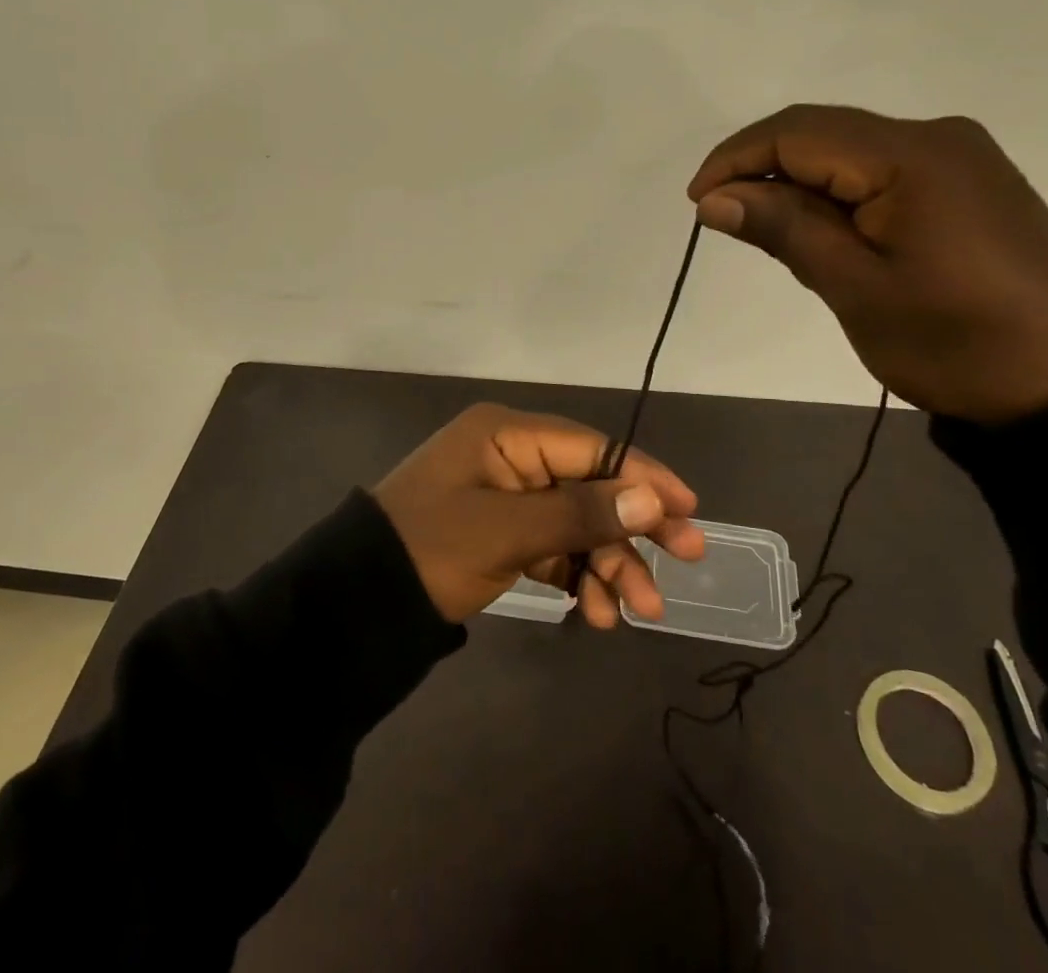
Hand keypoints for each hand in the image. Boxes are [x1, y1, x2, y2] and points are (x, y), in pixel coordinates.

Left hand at [372, 404, 704, 624]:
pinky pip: (554, 548)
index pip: (593, 447)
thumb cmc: (431, 549)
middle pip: (591, 485)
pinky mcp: (503, 534)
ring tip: (635, 611)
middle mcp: (513, 457)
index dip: (643, 476)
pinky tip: (597, 612)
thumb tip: (650, 499)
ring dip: (609, 563)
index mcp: (509, 435)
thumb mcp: (506, 531)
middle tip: (685, 558)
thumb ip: (579, 514)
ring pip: (577, 523)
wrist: (359, 602)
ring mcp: (508, 497)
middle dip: (633, 526)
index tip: (689, 508)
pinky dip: (578, 576)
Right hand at [687, 105, 1047, 424]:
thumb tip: (713, 199)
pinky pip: (882, 169)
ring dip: (799, 182)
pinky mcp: (971, 181)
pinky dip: (838, 192)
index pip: (797, 132)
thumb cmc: (957, 343)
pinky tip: (826, 231)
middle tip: (724, 220)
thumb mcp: (856, 289)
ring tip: (770, 233)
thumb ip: (784, 230)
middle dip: (762, 169)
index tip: (697, 205)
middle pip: (823, 132)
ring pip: (850, 150)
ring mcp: (960, 156)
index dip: (735, 159)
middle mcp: (936, 136)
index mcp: (911, 155)